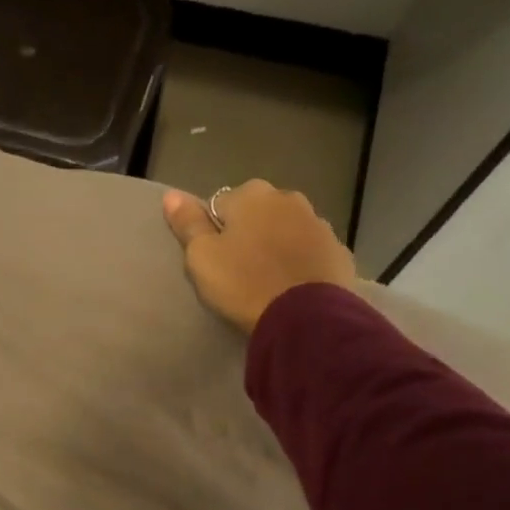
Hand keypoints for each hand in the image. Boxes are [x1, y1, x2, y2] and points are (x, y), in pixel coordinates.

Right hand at [162, 181, 356, 333]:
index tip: (214, 258)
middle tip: (237, 269)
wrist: (304, 315)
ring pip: (285, 229)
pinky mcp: (337, 250)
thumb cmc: (242, 282)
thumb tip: (171, 194)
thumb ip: (187, 223)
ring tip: (265, 279)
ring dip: (275, 245)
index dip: (213, 231)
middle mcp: (288, 198)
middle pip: (256, 213)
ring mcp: (318, 222)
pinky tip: (291, 285)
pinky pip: (309, 251)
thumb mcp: (201, 257)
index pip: (219, 205)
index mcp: (251, 195)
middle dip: (248, 233)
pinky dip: (299, 261)